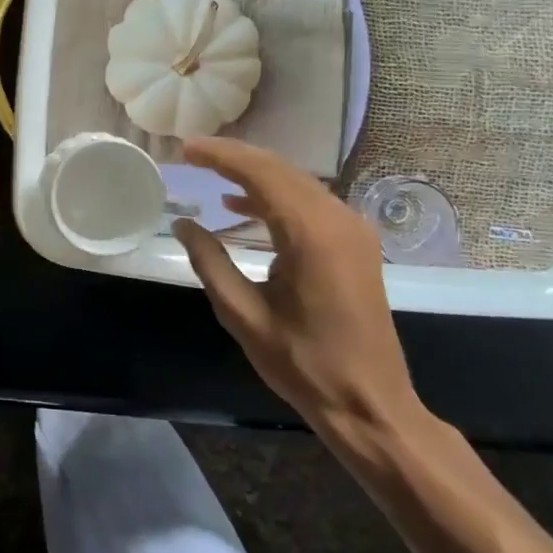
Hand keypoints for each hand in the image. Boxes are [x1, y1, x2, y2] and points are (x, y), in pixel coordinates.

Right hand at [171, 137, 418, 430]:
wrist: (370, 404)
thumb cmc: (303, 363)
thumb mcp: (242, 313)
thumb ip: (210, 262)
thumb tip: (182, 224)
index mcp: (311, 234)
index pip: (260, 174)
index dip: (220, 156)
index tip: (186, 148)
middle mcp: (337, 220)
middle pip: (280, 169)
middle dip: (235, 157)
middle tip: (192, 153)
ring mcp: (352, 230)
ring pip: (296, 181)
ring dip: (254, 173)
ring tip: (210, 171)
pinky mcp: (355, 244)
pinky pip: (309, 202)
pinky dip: (275, 195)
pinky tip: (241, 206)